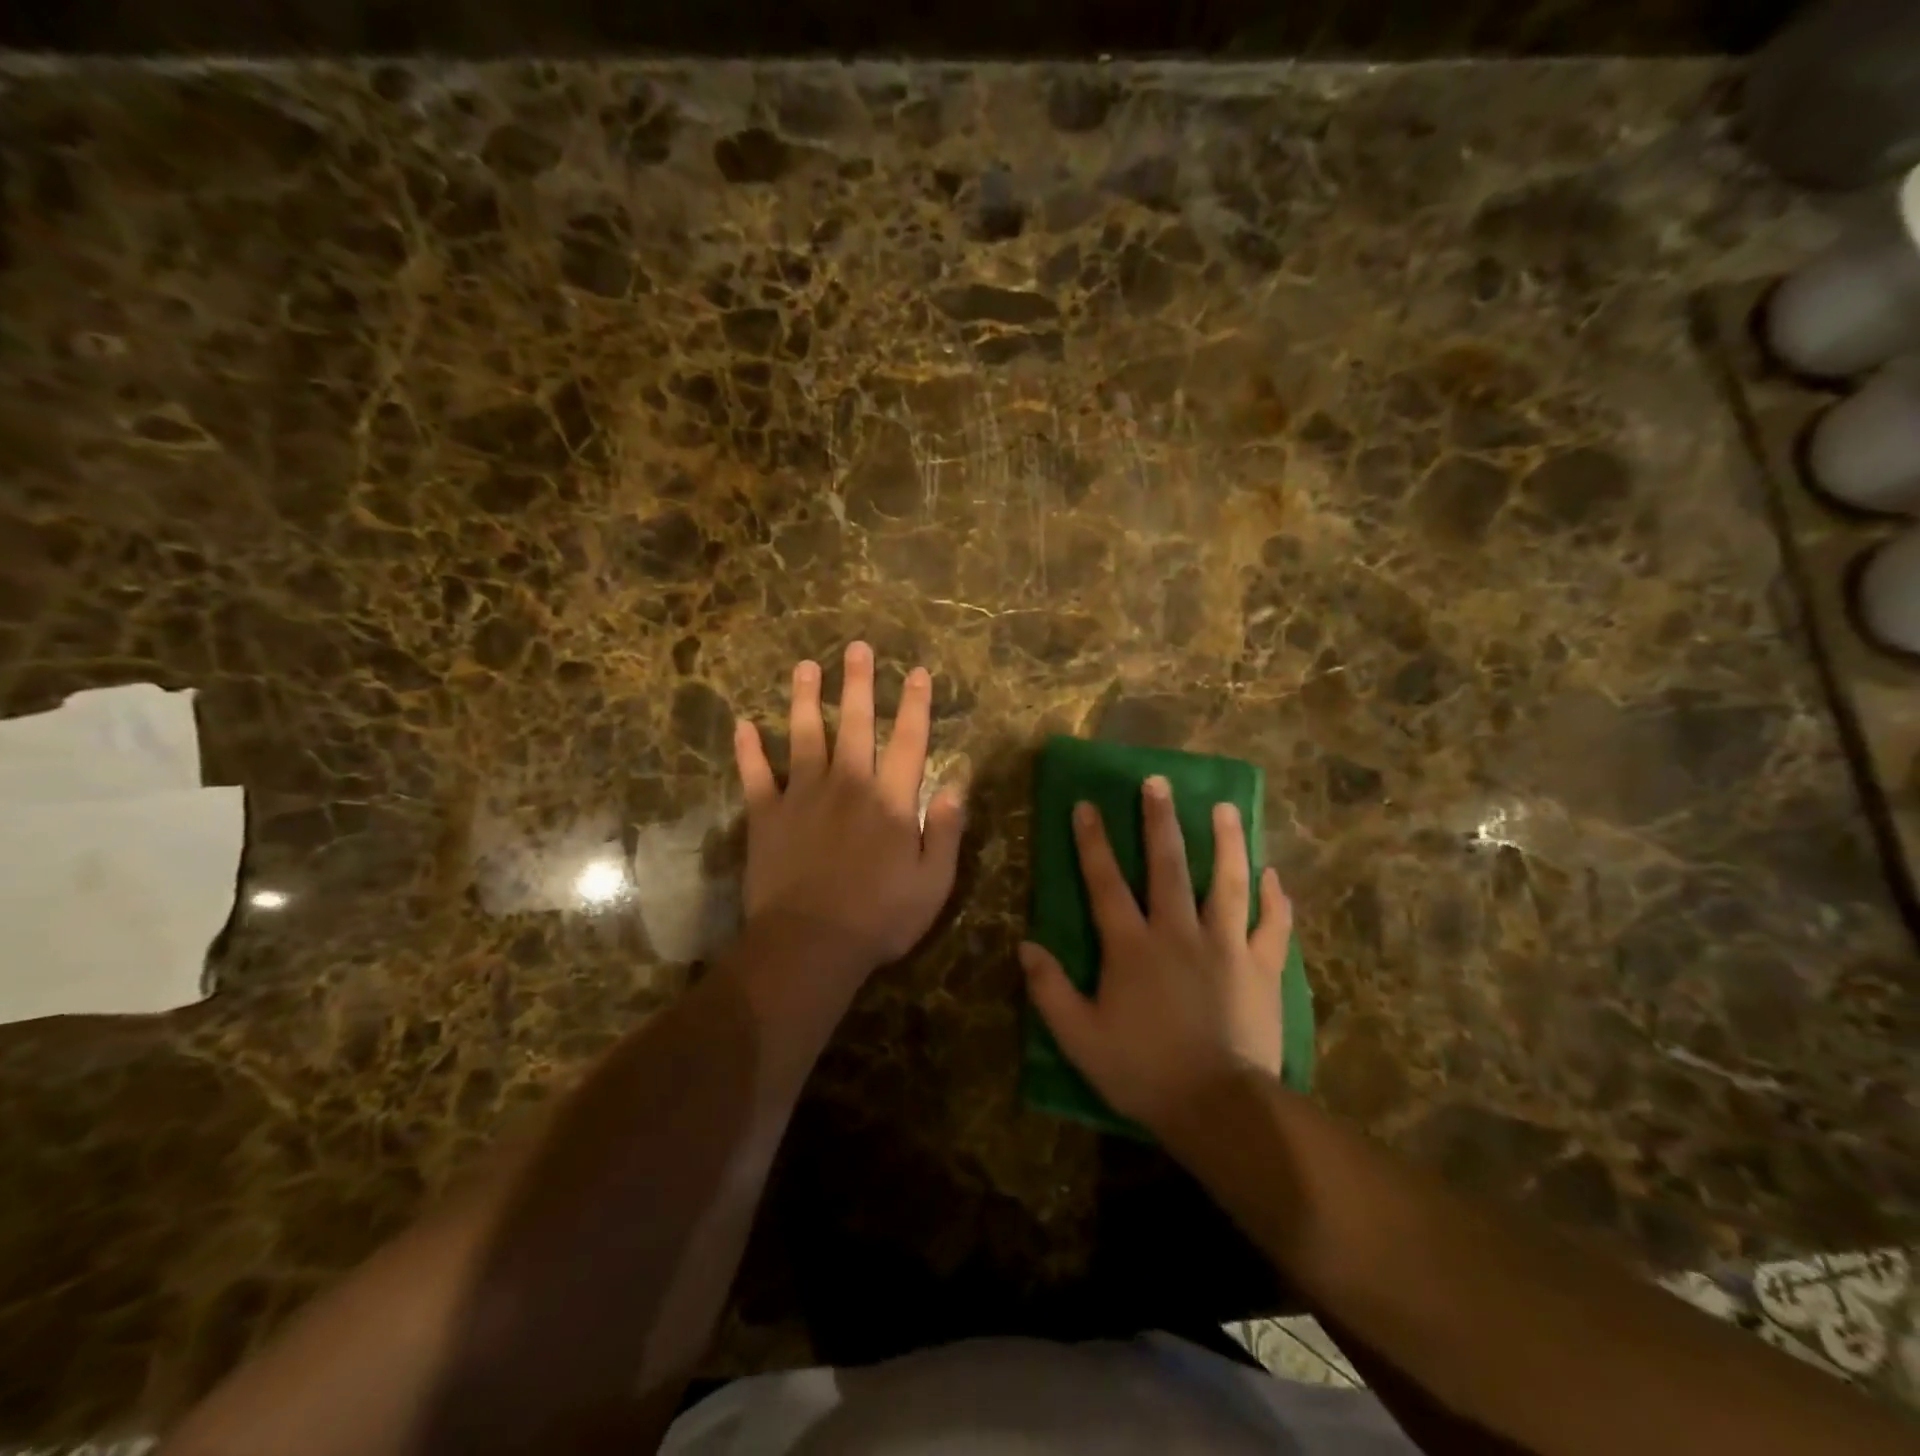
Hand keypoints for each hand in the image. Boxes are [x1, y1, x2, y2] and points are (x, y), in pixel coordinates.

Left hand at [733, 642, 965, 972]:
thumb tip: (956, 783)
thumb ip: (945, 829)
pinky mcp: (767, 815)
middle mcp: (848, 785)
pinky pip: (756, 774)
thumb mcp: (933, 882)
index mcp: (890, 800)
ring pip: (805, 735)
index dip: (915, 704)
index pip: (908, 741)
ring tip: (805, 667)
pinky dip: (749, 750)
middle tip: (856, 647)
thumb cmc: (880, 917)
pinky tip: (743, 725)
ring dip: (806, 699)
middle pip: (856, 724)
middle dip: (858, 683)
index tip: (916, 672)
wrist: (810, 943)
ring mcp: (802, 796)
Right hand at [1020, 776, 1291, 1135]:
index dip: (1093, 842)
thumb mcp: (1080, 1037)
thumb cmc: (1142, 1071)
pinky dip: (1275, 898)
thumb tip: (1025, 945)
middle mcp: (1179, 932)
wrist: (1218, 1108)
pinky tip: (1273, 874)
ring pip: (1227, 882)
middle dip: (1160, 821)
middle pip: (1168, 865)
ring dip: (1226, 842)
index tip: (1086, 805)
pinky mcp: (1262, 968)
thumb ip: (1050, 990)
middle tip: (1157, 782)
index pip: (1106, 882)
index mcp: (1132, 946)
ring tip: (1225, 808)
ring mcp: (1227, 947)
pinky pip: (1273, 924)